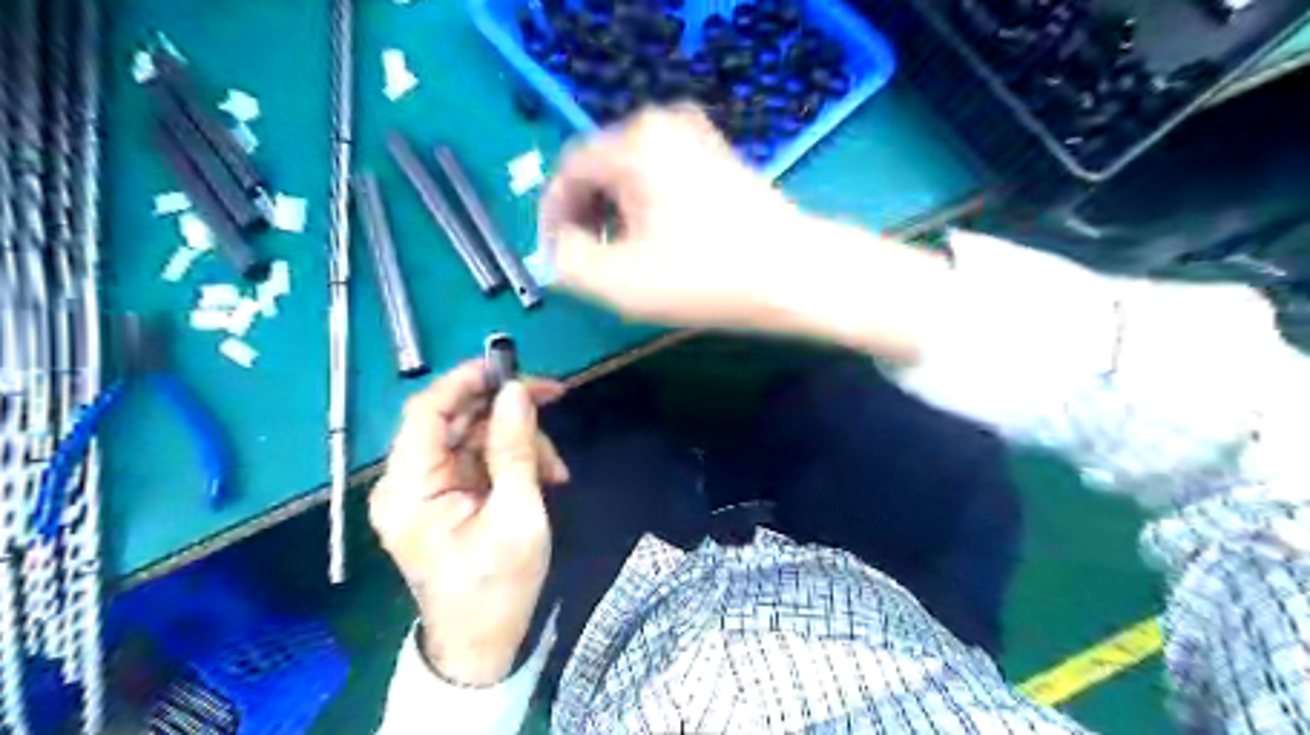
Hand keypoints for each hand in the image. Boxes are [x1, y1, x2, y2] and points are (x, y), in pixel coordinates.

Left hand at [369, 360, 571, 685]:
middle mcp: (408, 481)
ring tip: (555, 470)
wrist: (483, 644)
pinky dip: (514, 459)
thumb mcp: (517, 515)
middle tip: (554, 399)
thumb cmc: (497, 588)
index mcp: (410, 489)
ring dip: (519, 440)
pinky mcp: (446, 495)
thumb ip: (515, 449)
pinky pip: (480, 457)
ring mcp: (428, 488)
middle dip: (507, 411)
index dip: (466, 380)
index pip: (426, 411)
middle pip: (455, 419)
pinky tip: (545, 477)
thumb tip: (516, 393)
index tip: (512, 366)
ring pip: (474, 435)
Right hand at [541, 103, 952, 363]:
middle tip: (590, 261)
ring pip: (634, 178)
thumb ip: (568, 263)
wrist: (798, 275)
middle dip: (587, 218)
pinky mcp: (721, 161)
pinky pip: (665, 180)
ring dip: (618, 217)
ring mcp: (699, 140)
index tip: (555, 257)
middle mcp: (665, 126)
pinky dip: (650, 210)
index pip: (569, 172)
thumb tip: (559, 249)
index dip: (553, 217)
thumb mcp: (621, 282)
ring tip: (625, 260)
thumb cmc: (708, 277)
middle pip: (603, 171)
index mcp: (634, 143)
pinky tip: (662, 246)